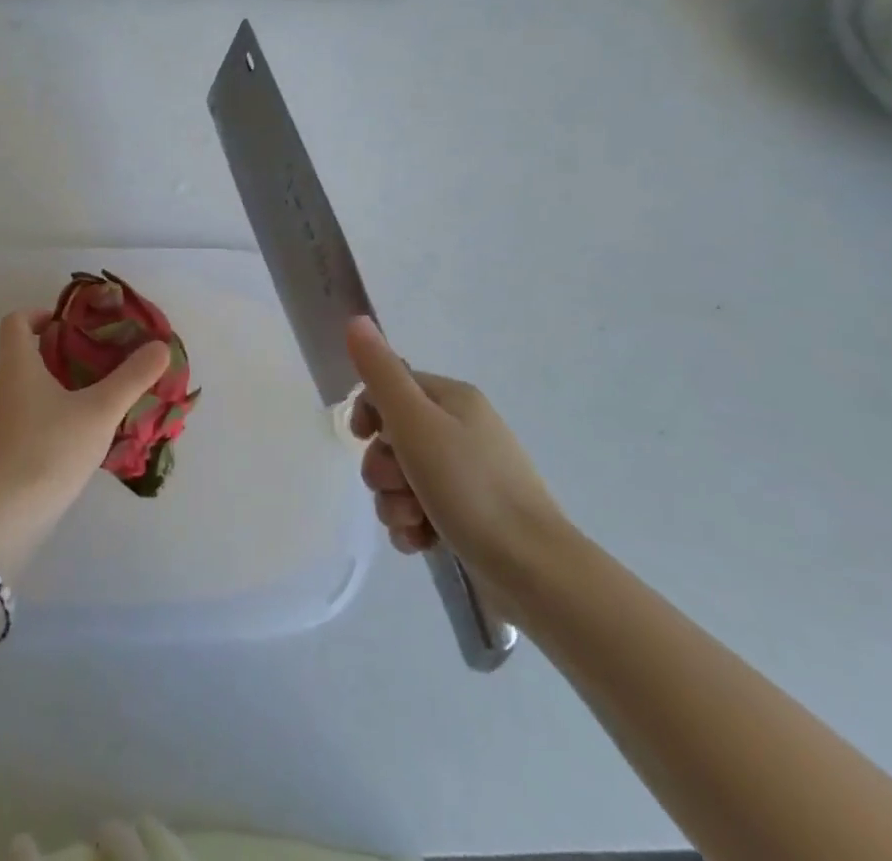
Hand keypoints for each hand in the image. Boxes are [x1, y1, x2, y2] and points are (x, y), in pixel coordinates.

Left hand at [0, 308, 170, 513]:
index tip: (68, 324)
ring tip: (91, 399)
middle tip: (94, 360)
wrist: (6, 515)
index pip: (15, 321)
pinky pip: (22, 418)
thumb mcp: (100, 410)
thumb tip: (160, 347)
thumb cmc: (51, 448)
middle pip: (21, 354)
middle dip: (56, 352)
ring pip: (23, 388)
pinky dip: (45, 415)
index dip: (39, 314)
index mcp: (16, 366)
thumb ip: (132, 377)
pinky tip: (75, 436)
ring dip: (52, 385)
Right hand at [347, 316, 567, 588]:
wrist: (535, 572)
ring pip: (402, 480)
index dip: (369, 411)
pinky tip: (423, 542)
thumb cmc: (470, 487)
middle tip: (398, 485)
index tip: (361, 437)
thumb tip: (356, 319)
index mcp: (453, 400)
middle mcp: (461, 431)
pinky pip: (420, 512)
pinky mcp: (469, 518)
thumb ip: (381, 373)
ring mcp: (467, 477)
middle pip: (393, 438)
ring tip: (414, 521)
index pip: (391, 388)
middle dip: (383, 467)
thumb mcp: (416, 422)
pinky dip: (413, 527)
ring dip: (394, 502)